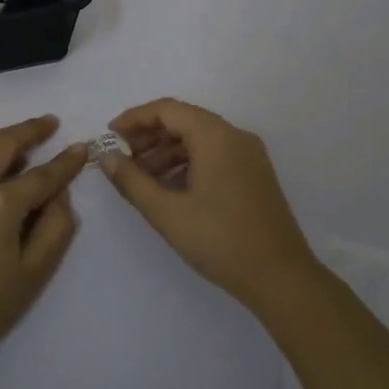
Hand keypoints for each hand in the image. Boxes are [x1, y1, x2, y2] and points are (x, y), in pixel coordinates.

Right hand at [99, 98, 318, 311]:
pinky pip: (214, 154)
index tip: (110, 137)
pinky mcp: (254, 174)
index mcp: (216, 137)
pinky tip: (171, 188)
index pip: (168, 109)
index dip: (135, 118)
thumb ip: (132, 181)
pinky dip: (188, 162)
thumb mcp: (167, 213)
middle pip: (184, 120)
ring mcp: (249, 155)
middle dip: (149, 135)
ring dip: (167, 151)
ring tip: (142, 177)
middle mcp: (235, 136)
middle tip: (123, 159)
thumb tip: (107, 158)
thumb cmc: (221, 241)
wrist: (282, 279)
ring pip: (199, 138)